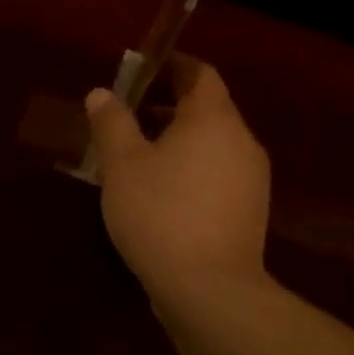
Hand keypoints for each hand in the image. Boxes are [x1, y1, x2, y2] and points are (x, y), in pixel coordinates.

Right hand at [85, 55, 271, 297]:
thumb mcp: (122, 164)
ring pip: (212, 144)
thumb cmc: (160, 212)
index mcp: (214, 119)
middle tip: (126, 117)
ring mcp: (251, 178)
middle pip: (207, 109)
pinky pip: (216, 173)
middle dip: (167, 107)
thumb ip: (112, 123)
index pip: (200, 74)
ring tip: (136, 158)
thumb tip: (102, 94)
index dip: (172, 66)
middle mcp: (241, 141)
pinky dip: (190, 169)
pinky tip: (159, 194)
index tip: (142, 69)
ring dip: (177, 141)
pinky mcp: (249, 211)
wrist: (209, 288)